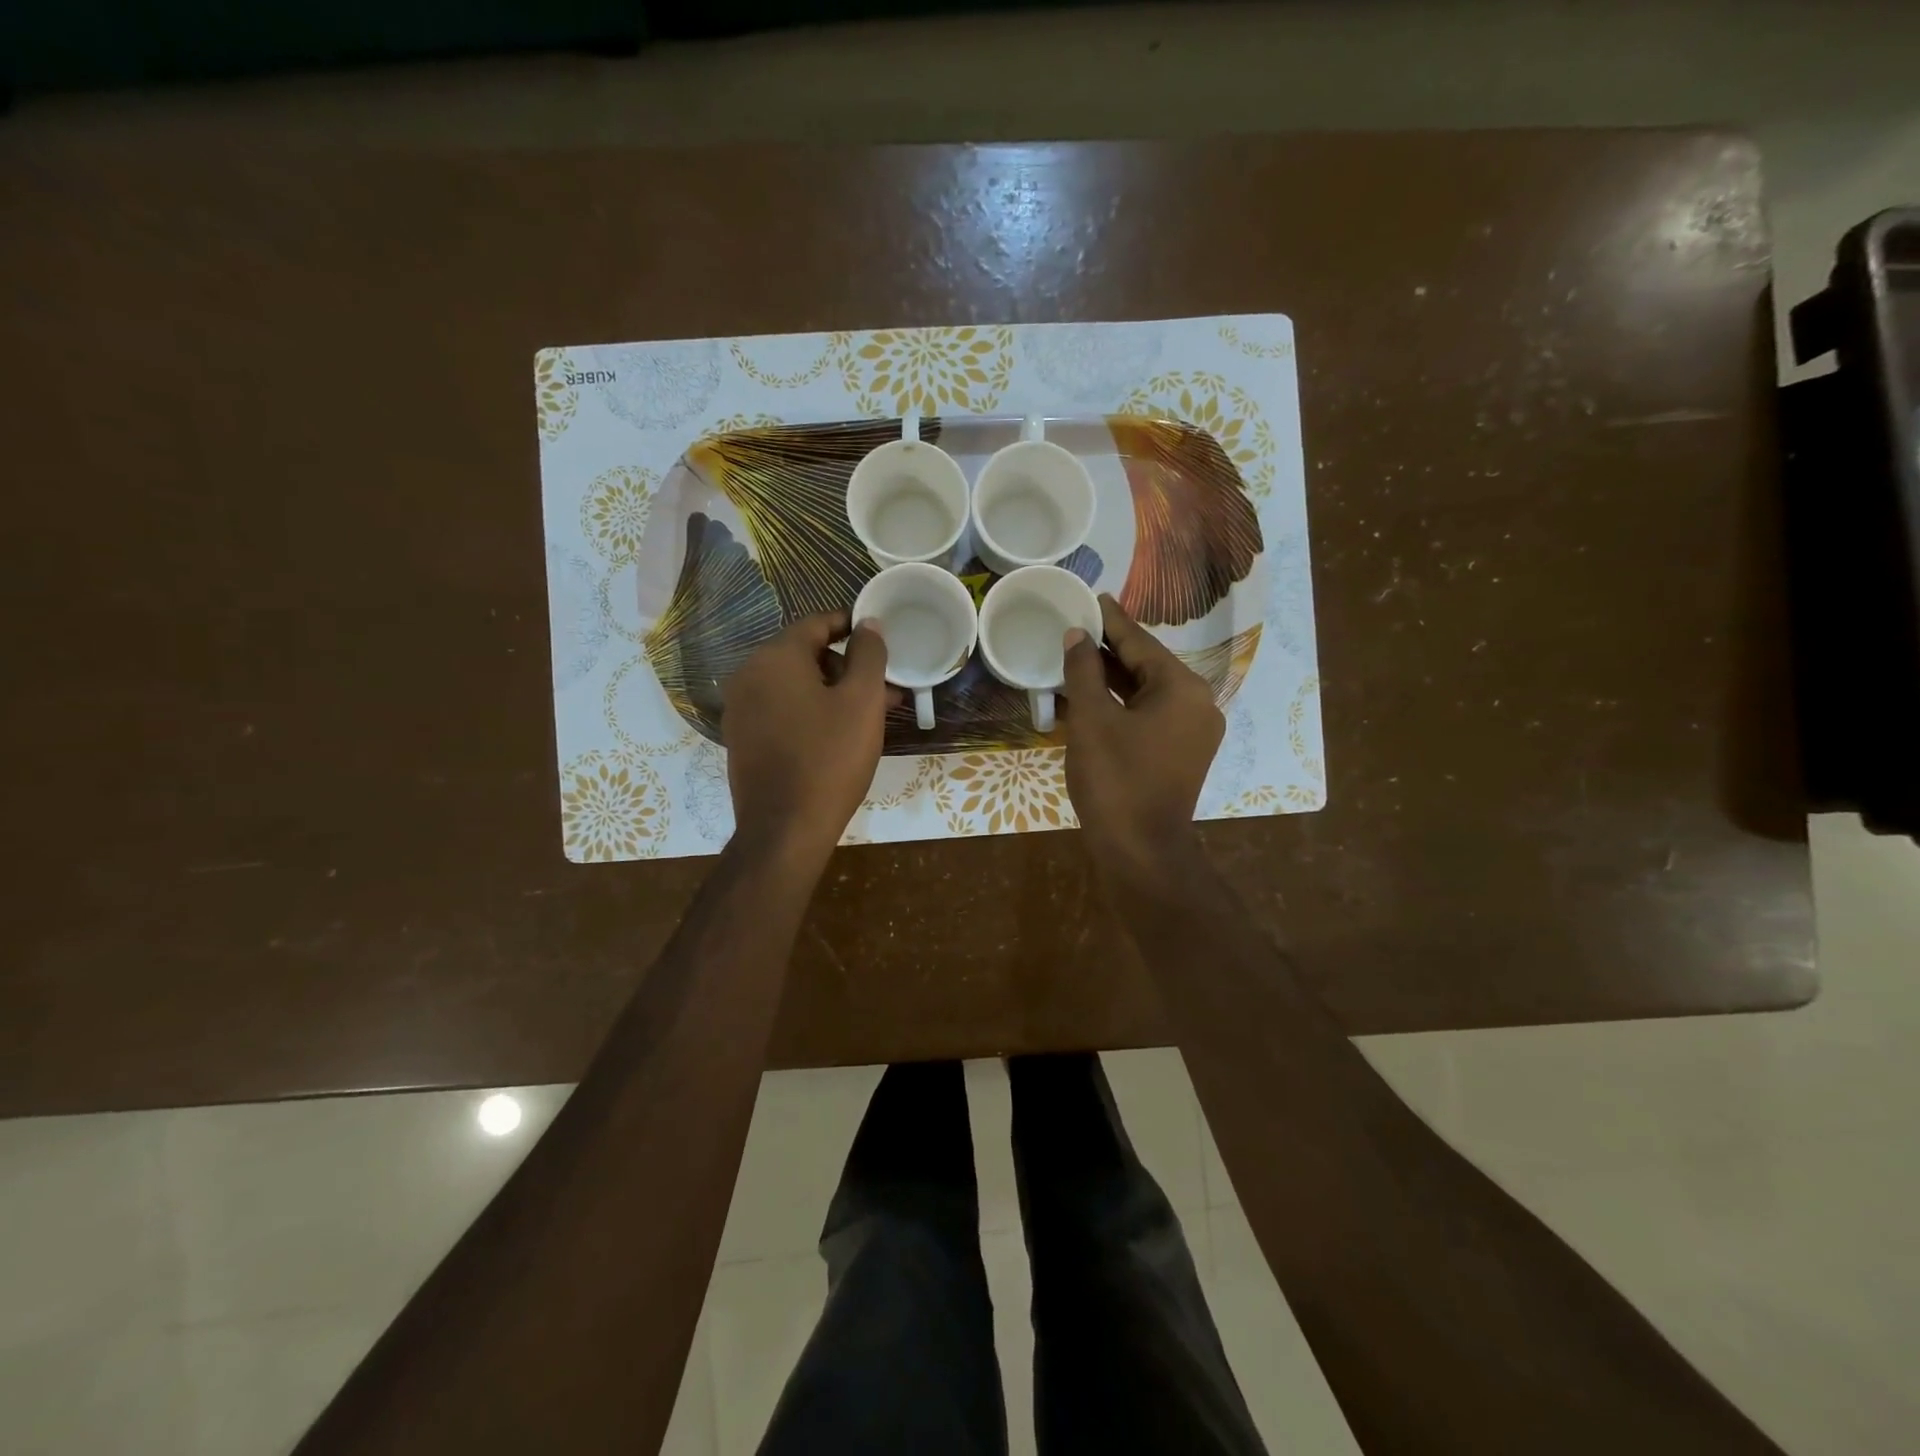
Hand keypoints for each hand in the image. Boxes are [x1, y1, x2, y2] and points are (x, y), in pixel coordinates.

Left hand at [722, 610, 888, 869]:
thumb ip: (869, 654)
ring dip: (832, 691)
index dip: (852, 625)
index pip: (816, 624)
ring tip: (870, 714)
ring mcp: (740, 710)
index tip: (880, 637)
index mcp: (774, 658)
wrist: (785, 830)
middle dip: (847, 665)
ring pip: (794, 685)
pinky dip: (810, 711)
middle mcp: (748, 675)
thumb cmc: (830, 759)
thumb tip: (868, 624)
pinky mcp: (742, 739)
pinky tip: (838, 734)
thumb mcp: (862, 701)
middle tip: (883, 687)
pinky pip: (781, 710)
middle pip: (804, 654)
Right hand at [1061, 594, 1223, 874]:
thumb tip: (1077, 636)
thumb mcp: (1091, 720)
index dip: (1111, 620)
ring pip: (1149, 691)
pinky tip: (1094, 697)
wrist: (1141, 851)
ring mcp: (1194, 731)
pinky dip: (1124, 704)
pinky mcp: (1184, 753)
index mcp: (1182, 688)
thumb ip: (1083, 672)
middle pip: (1148, 664)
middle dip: (1110, 649)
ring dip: (1114, 678)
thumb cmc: (1115, 780)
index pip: (1140, 642)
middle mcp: (1198, 702)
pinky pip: (1151, 715)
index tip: (1092, 597)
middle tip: (1078, 627)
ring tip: (1079, 658)